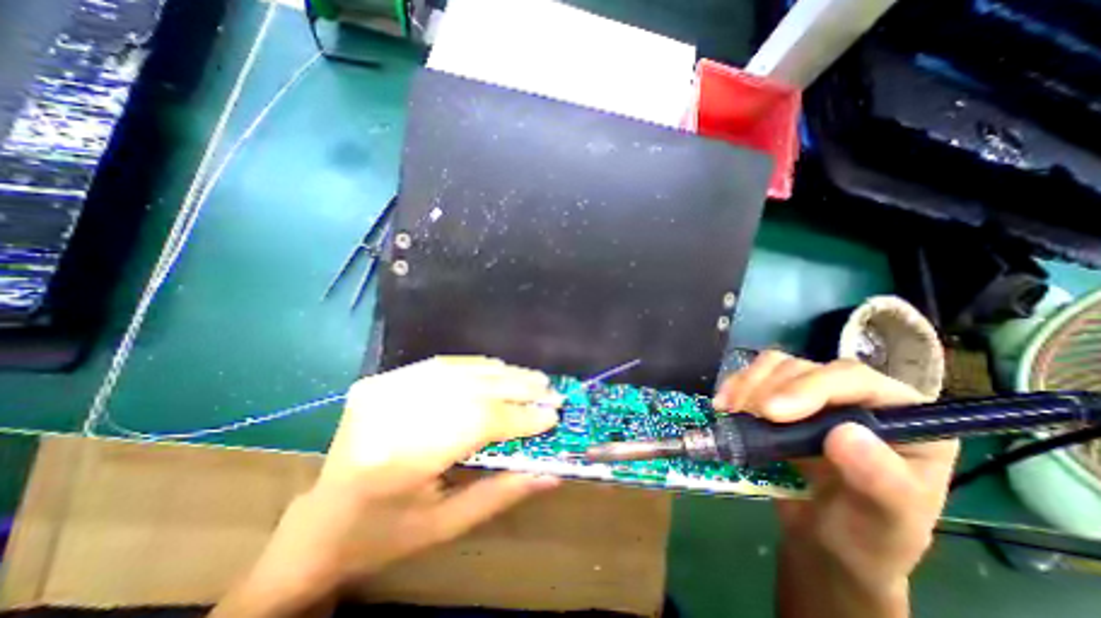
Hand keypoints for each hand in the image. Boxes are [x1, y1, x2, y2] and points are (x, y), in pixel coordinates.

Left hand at [214, 356, 561, 614]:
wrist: (318, 524)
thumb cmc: (384, 535)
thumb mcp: (446, 526)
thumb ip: (502, 494)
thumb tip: (552, 473)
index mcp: (402, 460)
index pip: (478, 423)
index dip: (520, 417)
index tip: (553, 416)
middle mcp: (391, 414)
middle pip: (471, 390)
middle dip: (518, 389)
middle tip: (551, 391)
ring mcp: (383, 389)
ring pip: (459, 372)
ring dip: (503, 373)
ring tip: (533, 379)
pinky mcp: (382, 380)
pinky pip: (441, 365)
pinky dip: (476, 366)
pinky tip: (499, 369)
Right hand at [715, 350, 956, 614]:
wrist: (823, 542)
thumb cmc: (864, 538)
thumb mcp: (883, 524)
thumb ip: (880, 483)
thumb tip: (847, 434)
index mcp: (903, 419)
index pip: (854, 379)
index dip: (810, 387)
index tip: (771, 413)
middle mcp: (856, 397)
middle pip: (806, 368)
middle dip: (769, 387)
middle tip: (743, 414)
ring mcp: (814, 395)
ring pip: (776, 366)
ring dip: (747, 384)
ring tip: (729, 411)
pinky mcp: (780, 398)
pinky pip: (754, 376)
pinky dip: (735, 385)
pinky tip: (723, 405)